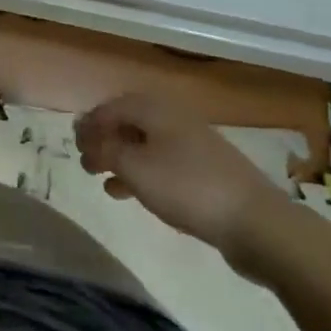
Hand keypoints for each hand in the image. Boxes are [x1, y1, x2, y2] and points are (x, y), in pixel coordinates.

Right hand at [75, 93, 291, 274]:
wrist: (257, 223)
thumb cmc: (187, 187)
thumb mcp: (135, 169)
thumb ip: (105, 151)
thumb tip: (87, 138)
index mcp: (154, 108)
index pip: (110, 107)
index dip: (89, 124)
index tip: (73, 145)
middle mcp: (172, 118)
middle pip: (128, 123)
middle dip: (104, 140)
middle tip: (86, 162)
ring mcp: (191, 144)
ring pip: (144, 144)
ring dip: (121, 159)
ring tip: (102, 180)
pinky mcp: (204, 171)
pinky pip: (162, 163)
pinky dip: (142, 173)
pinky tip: (131, 193)